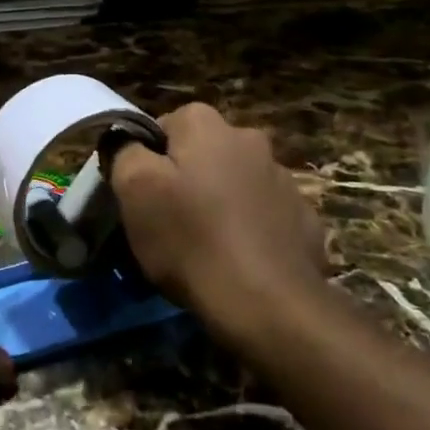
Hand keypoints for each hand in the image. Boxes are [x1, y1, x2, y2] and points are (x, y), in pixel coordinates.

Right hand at [109, 102, 327, 340]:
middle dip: (186, 179)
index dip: (147, 162)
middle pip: (201, 153)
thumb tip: (128, 142)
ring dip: (220, 202)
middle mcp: (249, 138)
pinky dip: (251, 230)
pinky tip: (241, 261)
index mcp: (206, 124)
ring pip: (235, 182)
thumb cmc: (191, 239)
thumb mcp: (134, 189)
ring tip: (206, 247)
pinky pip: (264, 215)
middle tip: (169, 221)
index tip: (142, 197)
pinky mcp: (304, 217)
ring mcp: (282, 178)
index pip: (162, 127)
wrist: (269, 305)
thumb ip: (125, 151)